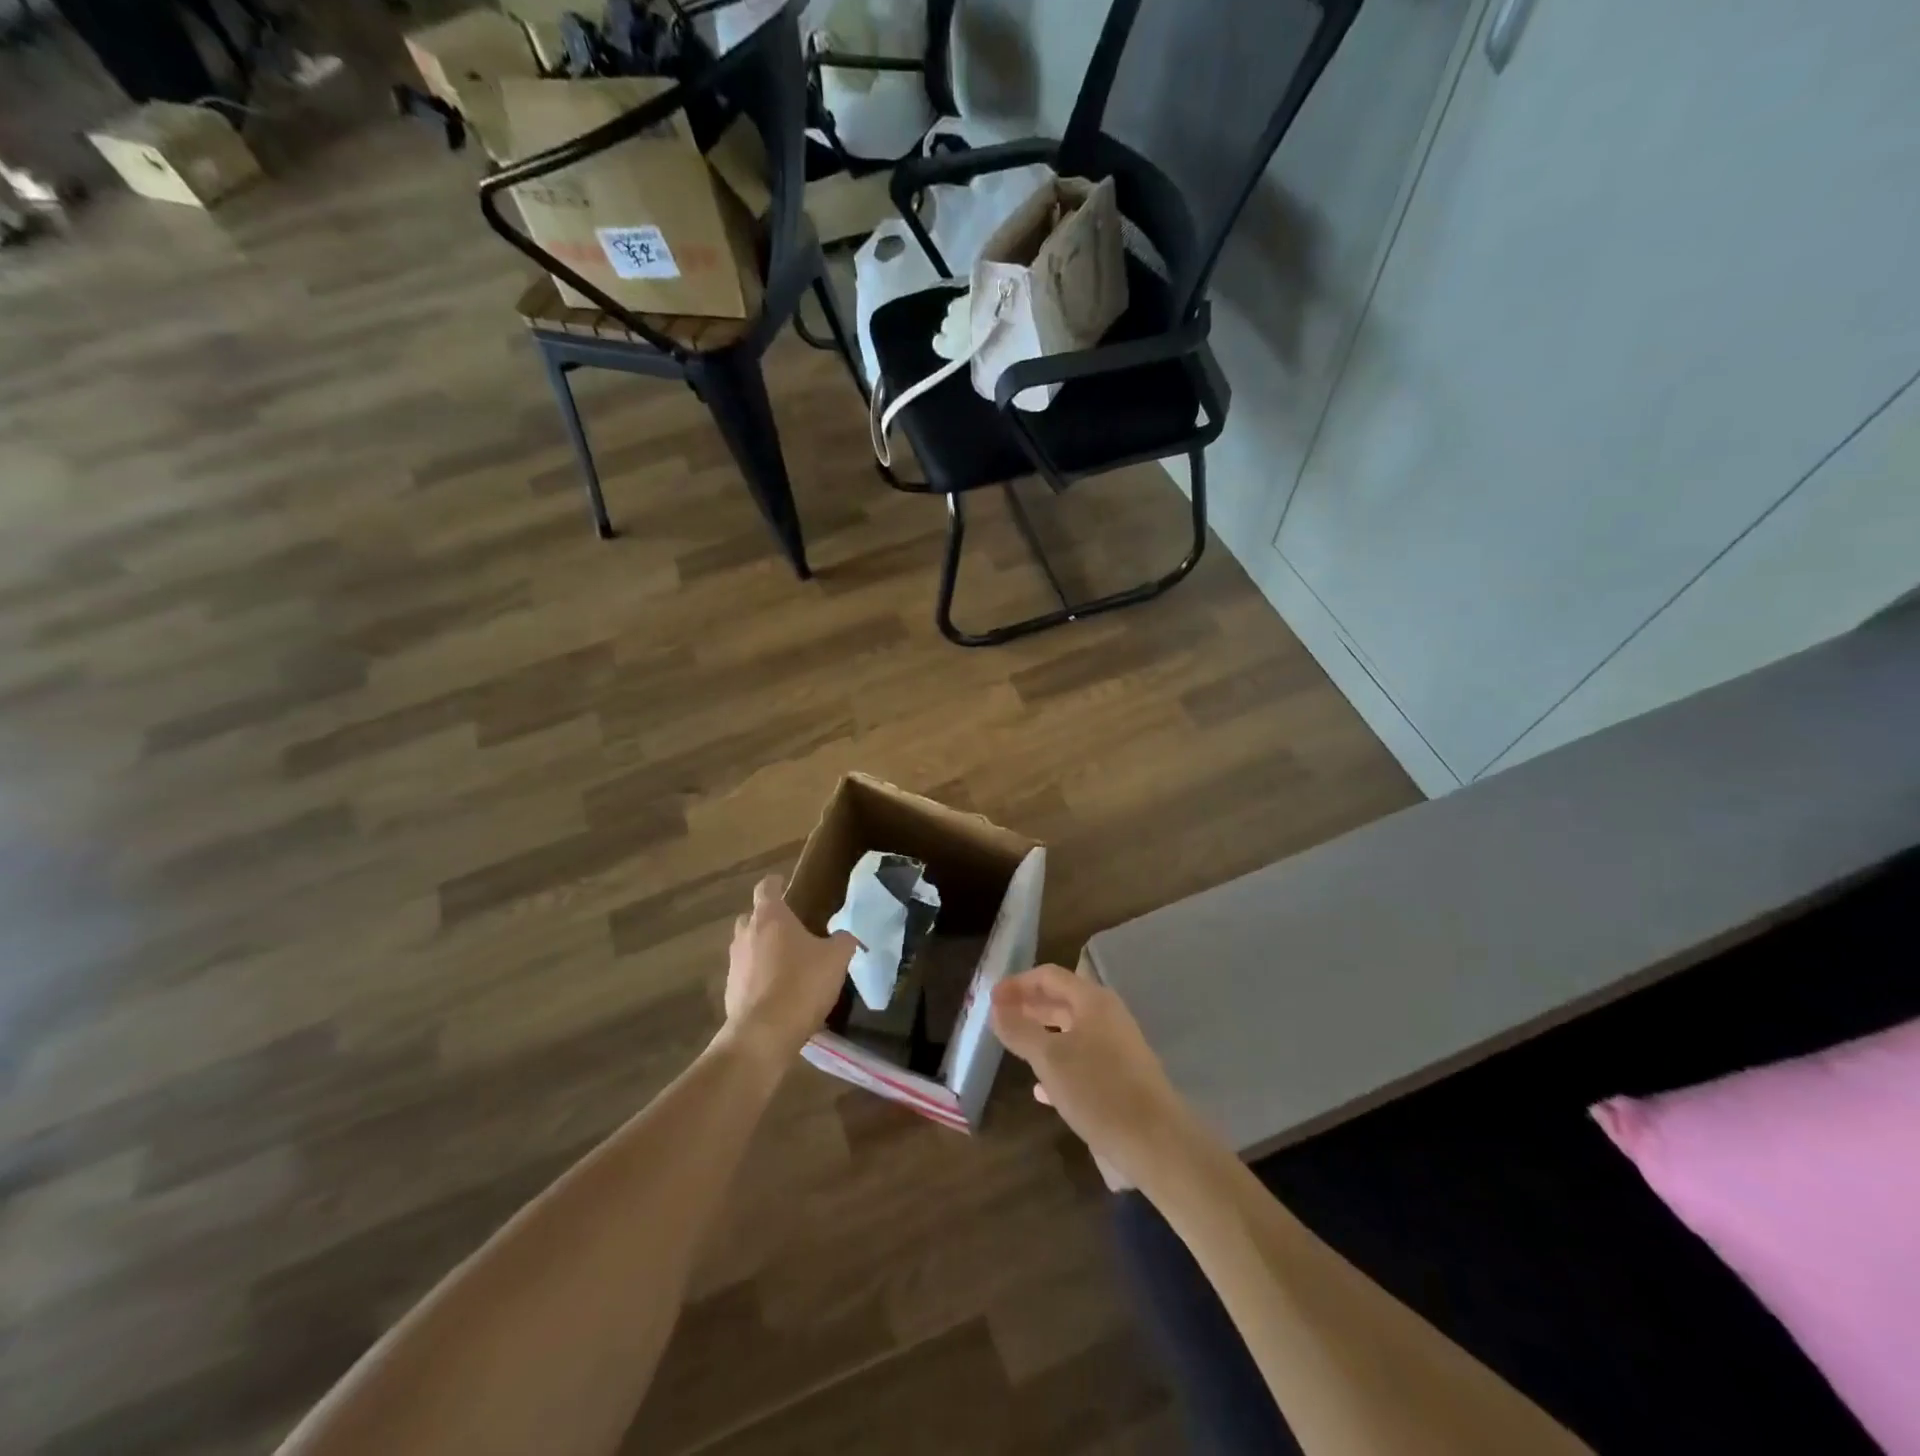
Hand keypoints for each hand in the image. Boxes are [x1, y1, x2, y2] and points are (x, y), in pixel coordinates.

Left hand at [720, 875, 856, 1066]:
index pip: (767, 887)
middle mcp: (746, 934)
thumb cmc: (801, 984)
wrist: (763, 1034)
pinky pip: (745, 975)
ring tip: (786, 963)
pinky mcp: (729, 991)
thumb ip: (843, 941)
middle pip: (752, 917)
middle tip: (789, 929)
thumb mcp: (836, 959)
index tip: (783, 883)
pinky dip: (758, 977)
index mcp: (770, 918)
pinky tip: (777, 992)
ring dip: (762, 950)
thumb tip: (846, 936)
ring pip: (747, 946)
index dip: (776, 883)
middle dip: (767, 919)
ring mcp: (734, 963)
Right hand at [991, 964, 1196, 1187]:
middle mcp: (1107, 1017)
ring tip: (1014, 1046)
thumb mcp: (1050, 1059)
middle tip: (998, 1018)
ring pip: (1071, 1032)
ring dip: (1041, 1035)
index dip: (1017, 983)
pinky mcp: (1122, 1078)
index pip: (1049, 976)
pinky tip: (1040, 1089)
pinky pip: (1082, 1061)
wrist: (1156, 1143)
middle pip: (1061, 1001)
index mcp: (1093, 1001)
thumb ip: (1020, 1030)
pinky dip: (1058, 1065)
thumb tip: (996, 1008)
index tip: (991, 998)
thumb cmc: (1099, 1090)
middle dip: (1028, 1007)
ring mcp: (1117, 1048)